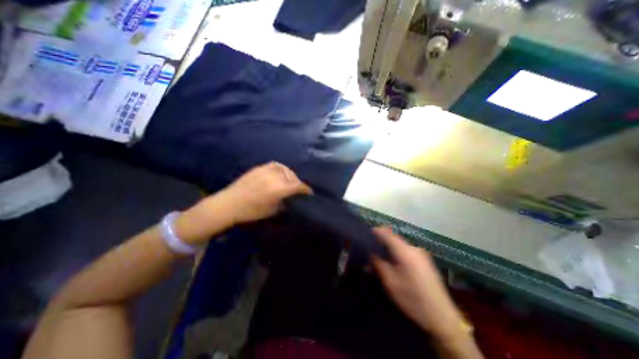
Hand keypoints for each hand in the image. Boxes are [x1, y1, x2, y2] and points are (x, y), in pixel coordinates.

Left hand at [219, 162, 313, 224]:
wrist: (228, 204)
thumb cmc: (251, 212)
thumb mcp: (272, 211)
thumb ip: (285, 203)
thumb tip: (292, 199)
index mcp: (279, 189)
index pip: (298, 186)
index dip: (306, 189)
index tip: (309, 193)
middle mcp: (275, 177)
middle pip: (293, 177)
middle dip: (298, 183)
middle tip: (299, 188)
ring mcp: (266, 170)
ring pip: (285, 169)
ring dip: (291, 174)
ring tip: (290, 180)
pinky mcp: (259, 168)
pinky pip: (275, 165)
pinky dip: (281, 169)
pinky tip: (280, 173)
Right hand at [373, 228, 466, 341]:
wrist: (443, 318)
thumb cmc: (412, 299)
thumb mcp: (390, 282)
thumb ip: (378, 263)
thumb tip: (370, 253)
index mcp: (405, 251)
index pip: (387, 232)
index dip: (375, 231)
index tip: (365, 236)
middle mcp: (414, 248)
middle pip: (393, 238)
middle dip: (381, 243)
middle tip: (372, 253)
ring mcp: (421, 254)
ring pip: (399, 246)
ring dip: (389, 250)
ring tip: (382, 261)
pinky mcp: (425, 261)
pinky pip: (406, 252)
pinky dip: (397, 254)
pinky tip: (394, 266)